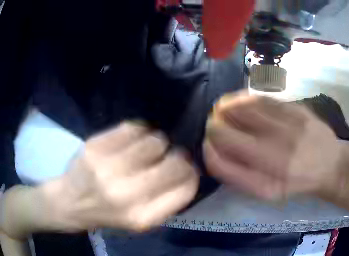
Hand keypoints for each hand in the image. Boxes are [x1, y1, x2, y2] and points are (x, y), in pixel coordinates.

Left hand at [35, 122, 198, 231]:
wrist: (71, 202)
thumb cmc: (108, 214)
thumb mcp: (140, 221)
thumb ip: (166, 201)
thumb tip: (188, 171)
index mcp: (143, 217)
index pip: (185, 188)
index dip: (192, 174)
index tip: (187, 168)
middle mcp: (127, 194)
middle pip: (173, 162)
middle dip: (178, 156)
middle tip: (170, 155)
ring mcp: (108, 168)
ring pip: (154, 140)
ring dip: (157, 142)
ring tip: (147, 148)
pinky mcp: (95, 147)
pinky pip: (132, 128)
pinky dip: (139, 131)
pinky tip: (133, 138)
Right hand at [204, 91, 348, 200]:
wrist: (331, 166)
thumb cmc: (297, 182)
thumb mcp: (267, 191)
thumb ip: (236, 176)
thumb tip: (211, 152)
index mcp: (265, 177)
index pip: (219, 157)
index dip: (207, 147)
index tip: (208, 143)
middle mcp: (274, 151)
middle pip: (225, 129)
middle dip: (213, 125)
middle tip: (214, 124)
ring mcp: (286, 126)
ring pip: (241, 108)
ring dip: (225, 108)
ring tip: (222, 110)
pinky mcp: (297, 110)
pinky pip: (262, 98)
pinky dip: (244, 98)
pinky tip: (240, 101)